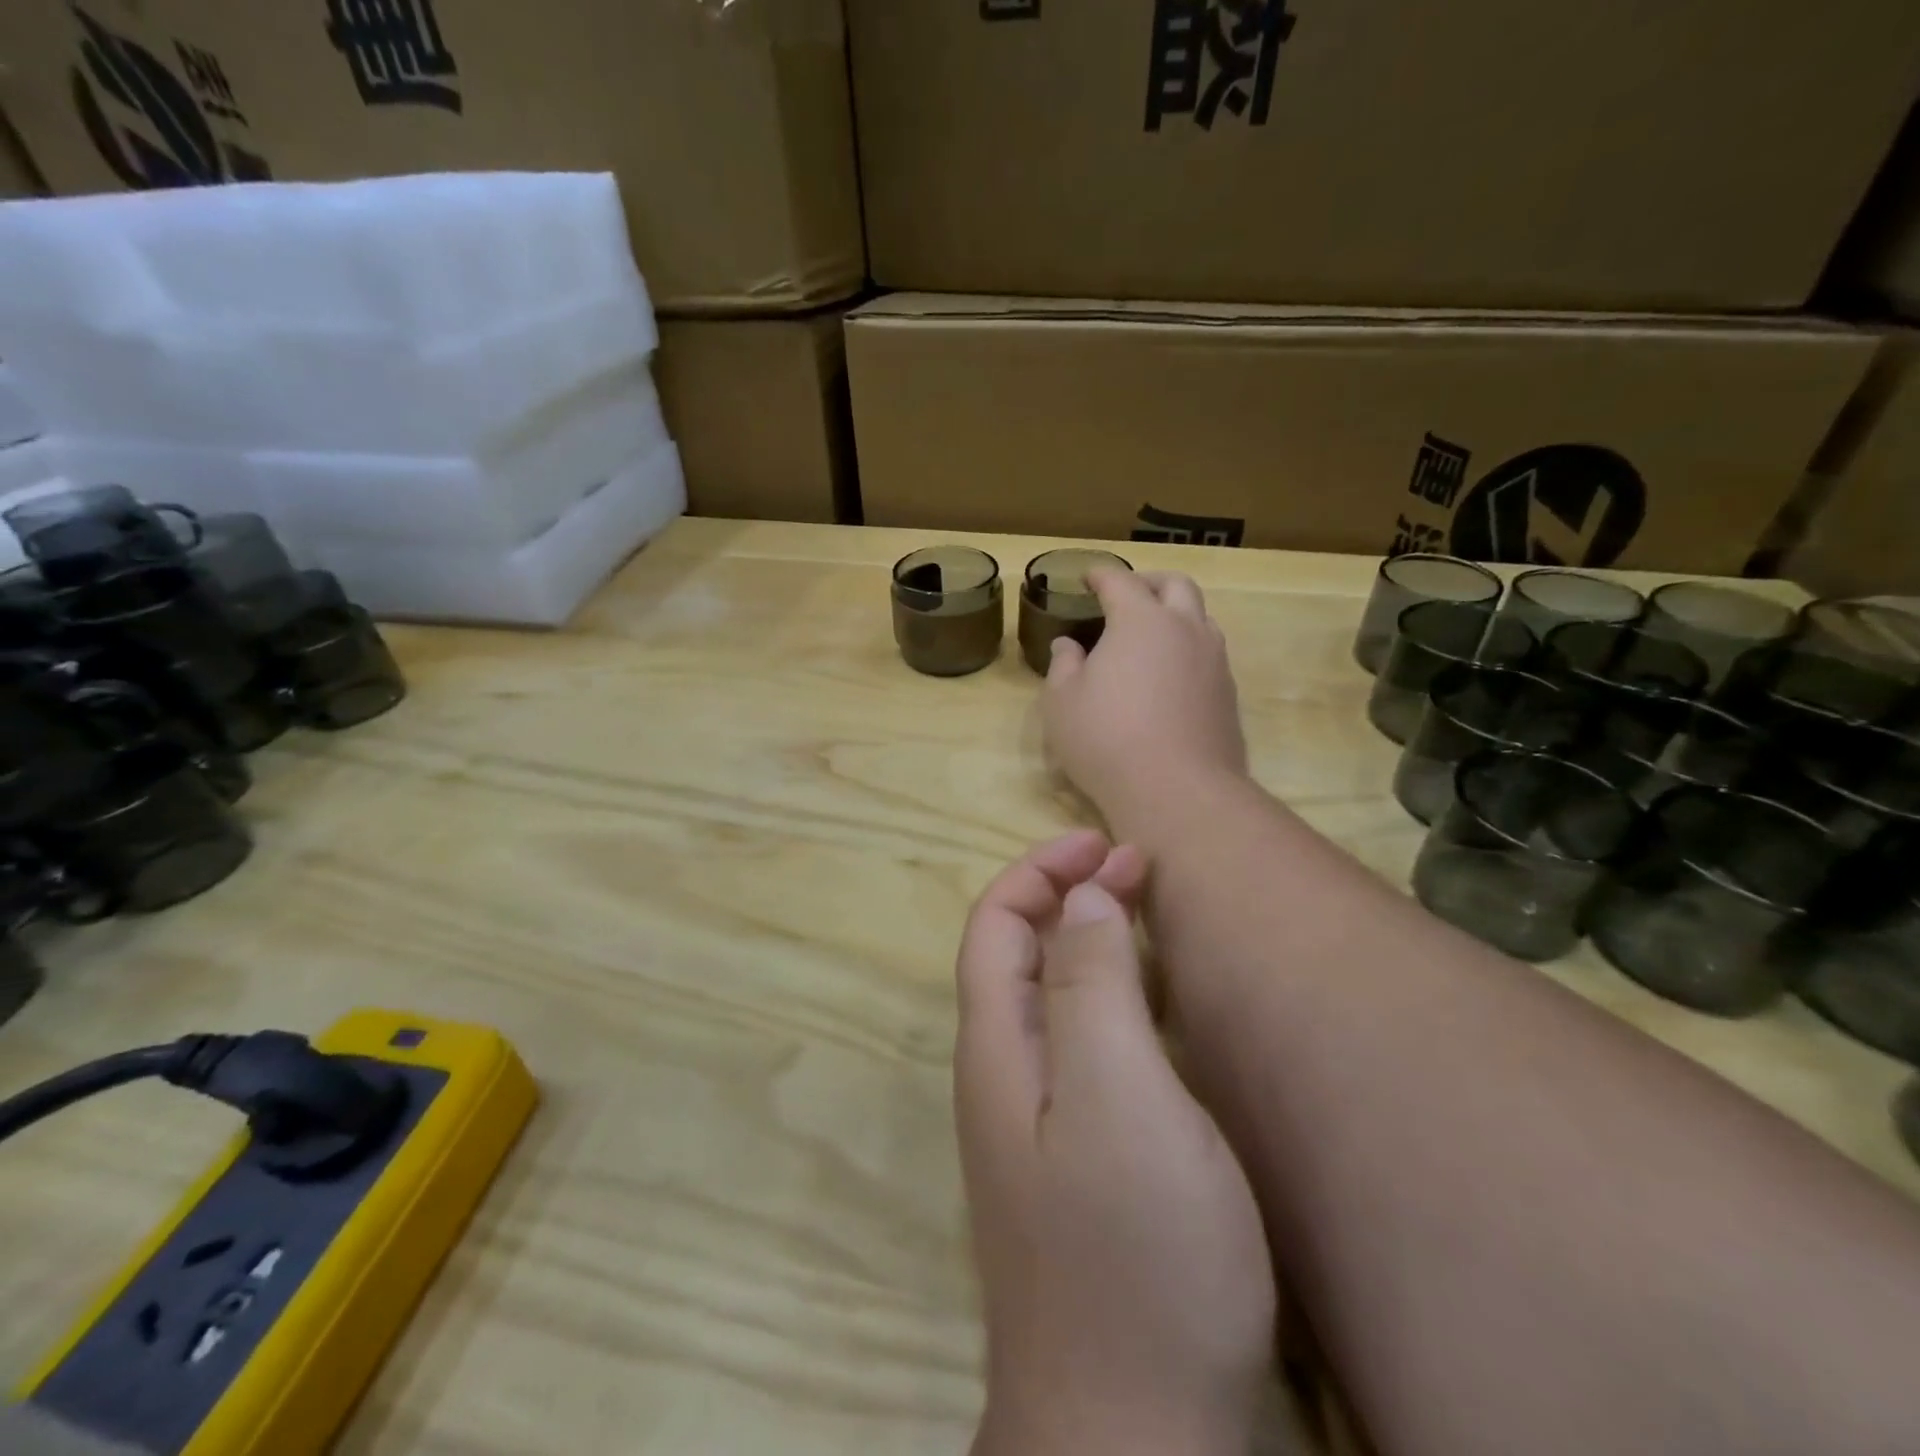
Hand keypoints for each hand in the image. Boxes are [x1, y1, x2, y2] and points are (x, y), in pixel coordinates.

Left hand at [955, 831, 1275, 1454]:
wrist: (1131, 1437)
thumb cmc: (1135, 1256)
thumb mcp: (1120, 1099)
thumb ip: (1092, 990)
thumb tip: (1079, 902)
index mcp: (1000, 1049)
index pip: (995, 925)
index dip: (1040, 871)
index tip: (1104, 844)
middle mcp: (1005, 1076)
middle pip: (1018, 954)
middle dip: (1067, 894)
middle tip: (1137, 868)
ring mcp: (1036, 1122)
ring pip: (1049, 996)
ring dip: (1089, 940)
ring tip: (1145, 915)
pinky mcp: (1075, 1161)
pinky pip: (1080, 1043)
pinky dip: (1110, 995)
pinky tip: (1152, 1005)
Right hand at [1042, 571, 1247, 824]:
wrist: (1177, 791)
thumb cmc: (1106, 739)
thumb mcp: (1062, 702)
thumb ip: (1063, 665)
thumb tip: (1069, 646)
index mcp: (1140, 620)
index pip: (1120, 582)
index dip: (1101, 575)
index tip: (1088, 576)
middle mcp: (1185, 629)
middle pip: (1175, 585)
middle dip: (1149, 582)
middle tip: (1128, 595)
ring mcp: (1214, 661)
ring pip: (1201, 618)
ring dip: (1176, 614)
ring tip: (1153, 634)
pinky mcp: (1229, 694)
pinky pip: (1210, 654)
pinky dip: (1188, 649)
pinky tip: (1171, 675)